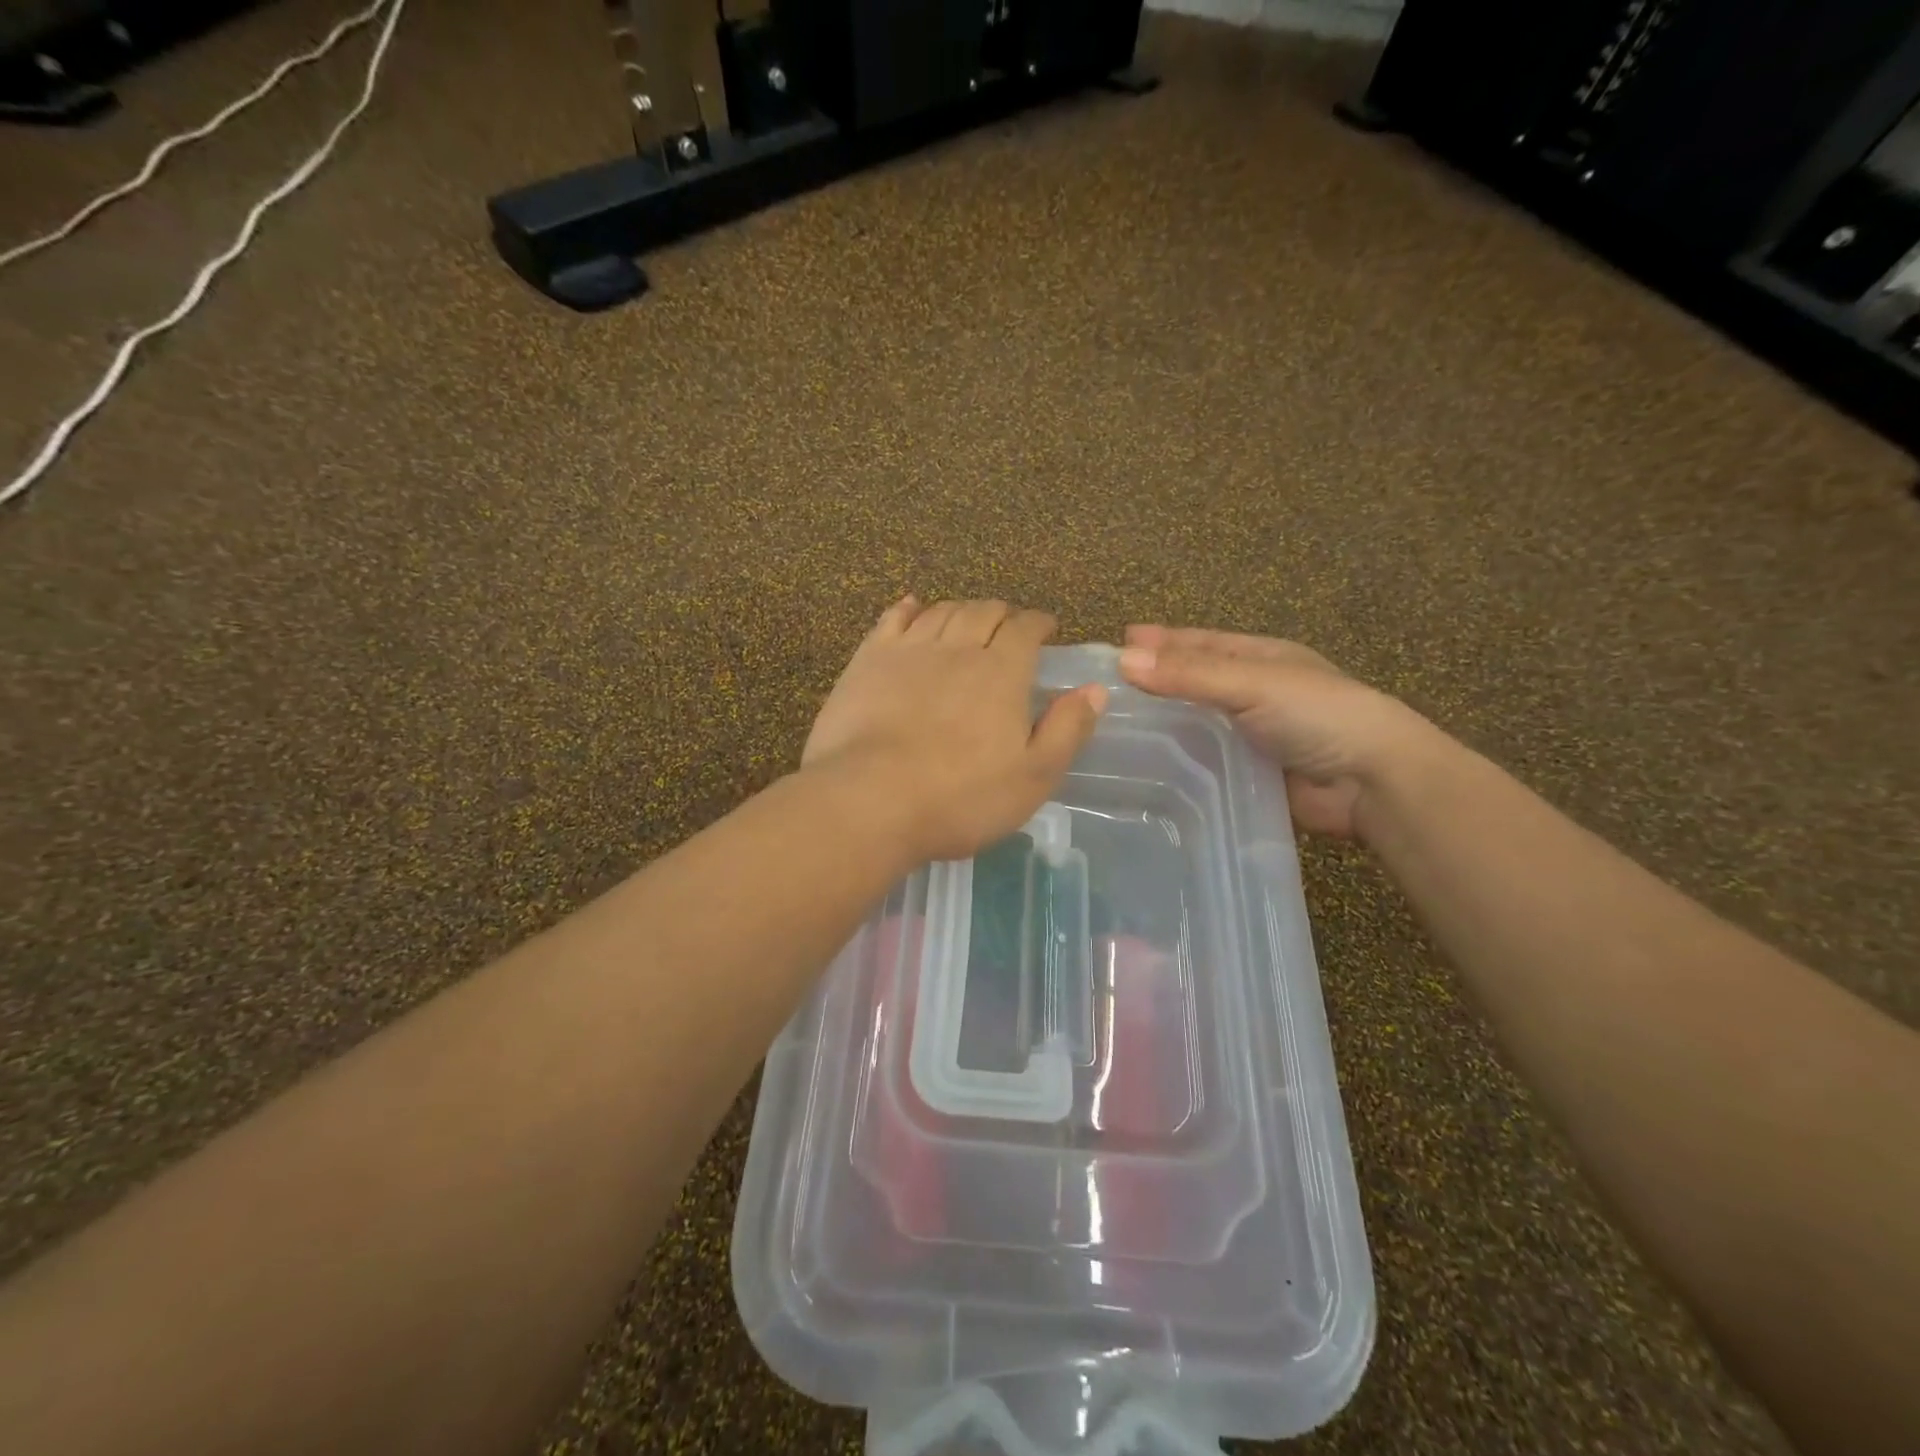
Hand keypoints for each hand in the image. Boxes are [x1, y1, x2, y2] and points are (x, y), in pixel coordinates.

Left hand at [804, 597, 1107, 862]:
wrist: (869, 802)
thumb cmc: (960, 798)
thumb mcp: (1033, 777)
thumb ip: (1067, 730)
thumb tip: (1095, 689)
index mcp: (1002, 672)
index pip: (1025, 629)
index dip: (1039, 623)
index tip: (1046, 627)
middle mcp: (958, 648)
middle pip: (983, 611)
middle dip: (1002, 613)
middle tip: (1009, 624)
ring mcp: (908, 651)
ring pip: (941, 611)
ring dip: (961, 609)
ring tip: (968, 619)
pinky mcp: (867, 661)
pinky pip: (892, 620)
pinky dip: (907, 608)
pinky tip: (912, 606)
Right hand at [1118, 625, 1439, 840]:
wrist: (1373, 782)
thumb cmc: (1318, 714)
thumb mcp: (1253, 682)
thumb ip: (1190, 674)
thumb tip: (1122, 660)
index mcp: (1261, 658)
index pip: (1201, 644)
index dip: (1162, 641)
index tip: (1119, 641)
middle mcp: (1255, 693)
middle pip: (1195, 682)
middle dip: (1156, 681)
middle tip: (1107, 688)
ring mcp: (1253, 736)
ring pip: (1197, 725)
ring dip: (1163, 725)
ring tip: (1115, 729)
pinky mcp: (1249, 775)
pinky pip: (1205, 763)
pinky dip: (1178, 762)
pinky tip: (1145, 768)